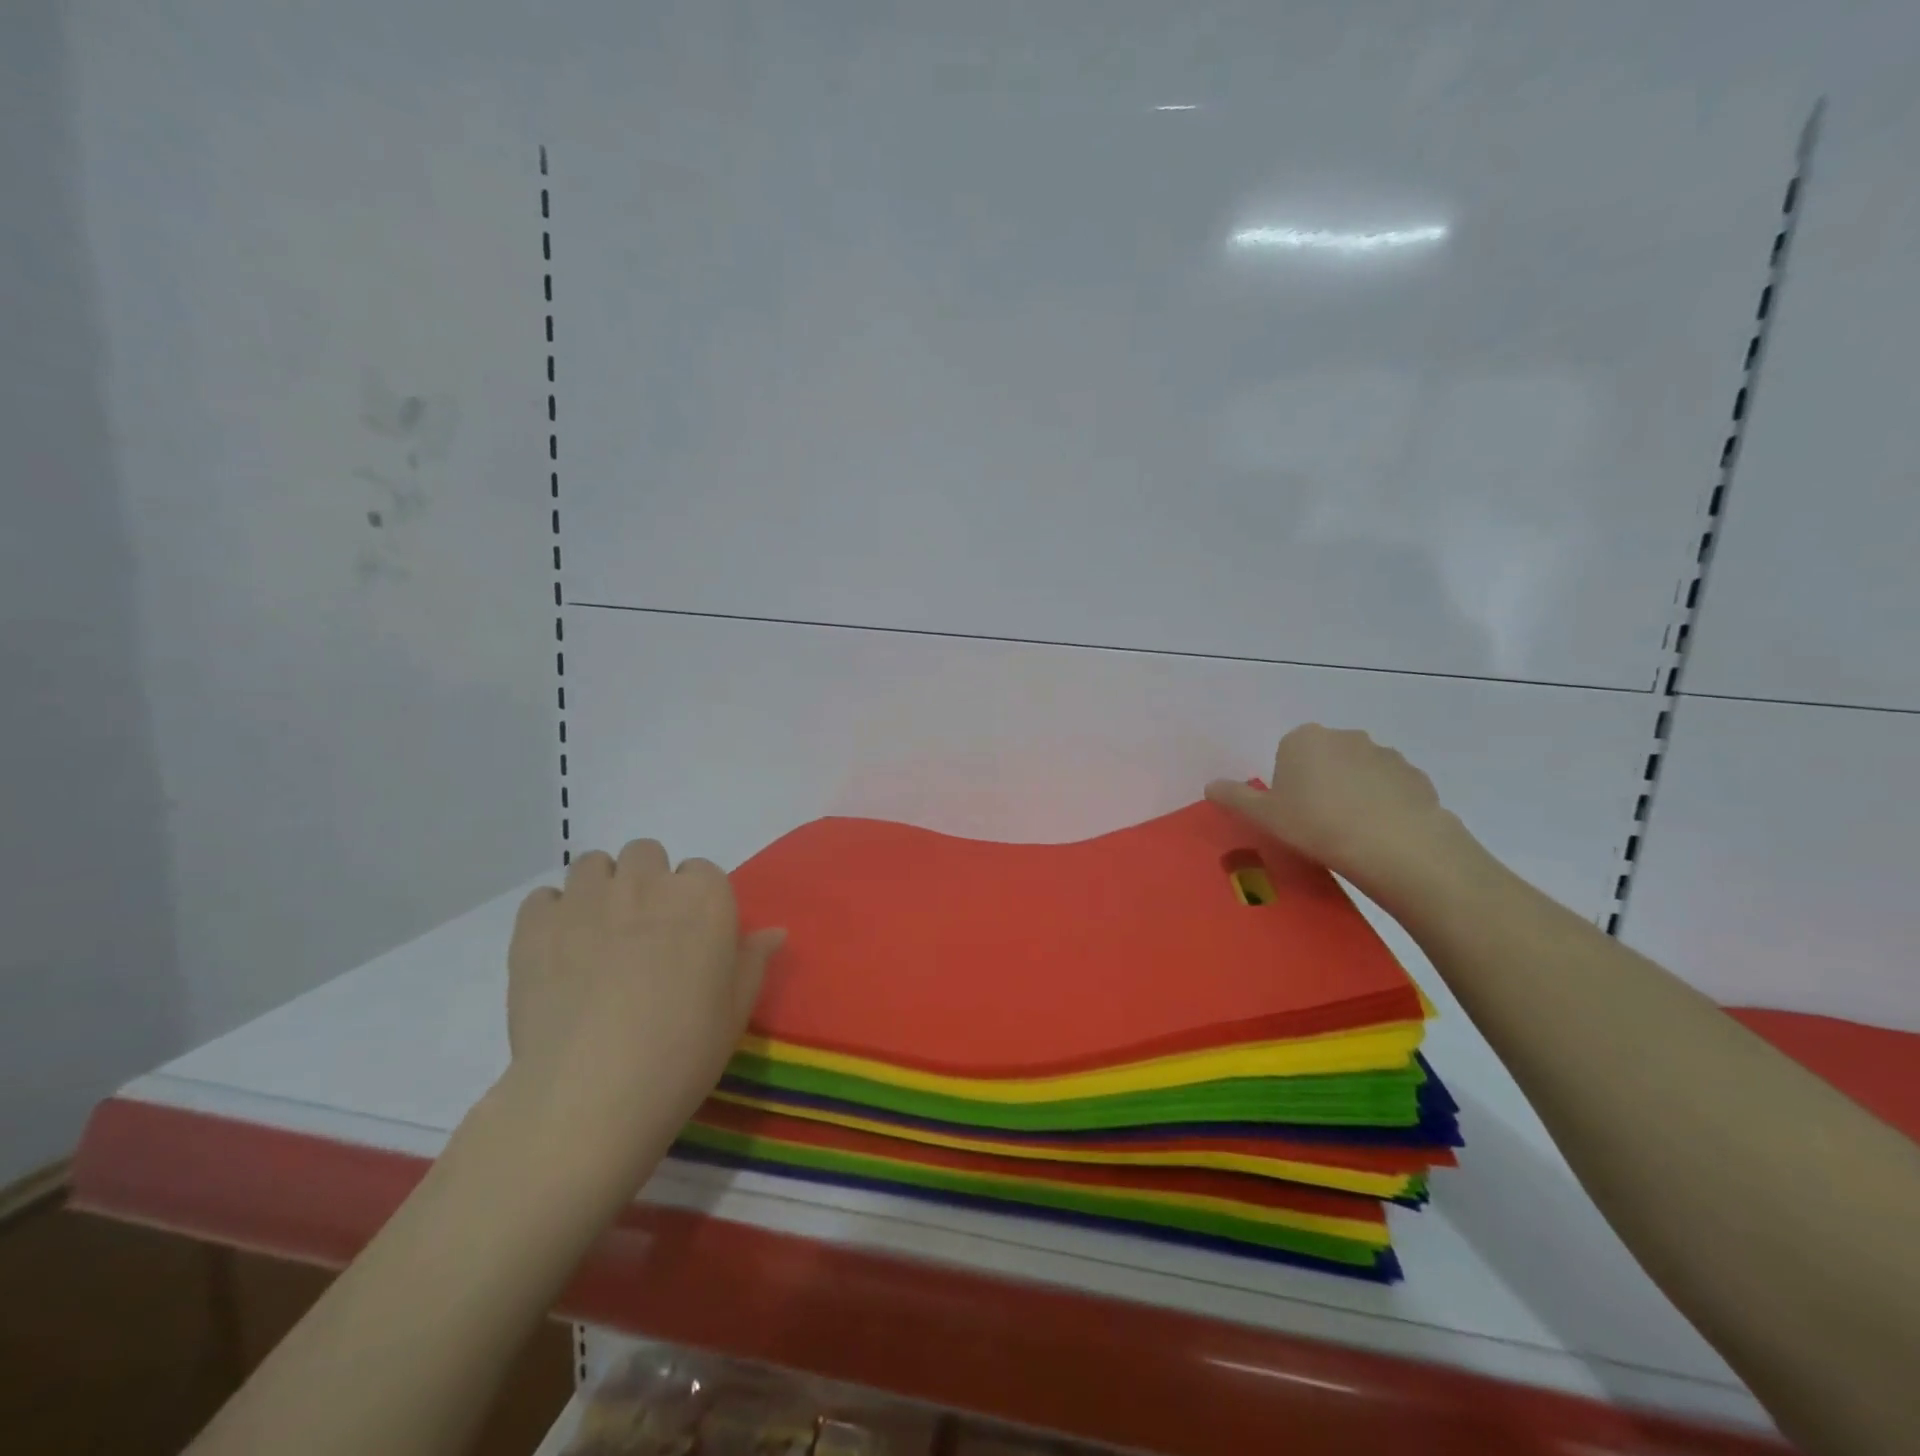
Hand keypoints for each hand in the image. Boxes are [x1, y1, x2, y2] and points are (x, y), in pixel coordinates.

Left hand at [501, 841, 784, 1196]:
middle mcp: (648, 882)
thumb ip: (753, 961)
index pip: (702, 872)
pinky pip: (543, 897)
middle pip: (646, 854)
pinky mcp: (536, 925)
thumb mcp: (735, 1010)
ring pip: (593, 864)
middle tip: (641, 933)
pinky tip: (556, 951)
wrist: (592, 1093)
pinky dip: (551, 915)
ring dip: (600, 889)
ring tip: (596, 935)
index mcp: (705, 898)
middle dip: (645, 882)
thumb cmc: (682, 1052)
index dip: (694, 903)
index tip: (688, 938)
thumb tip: (774, 932)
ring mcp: (588, 899)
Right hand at [1206, 725, 1471, 902]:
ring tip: (1351, 834)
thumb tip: (1210, 786)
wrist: (1395, 845)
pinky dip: (1384, 806)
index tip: (1290, 812)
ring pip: (1359, 774)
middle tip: (1316, 823)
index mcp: (1304, 739)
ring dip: (1353, 794)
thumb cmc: (1316, 824)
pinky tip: (1379, 835)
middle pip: (1324, 759)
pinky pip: (1390, 790)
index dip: (1287, 783)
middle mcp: (1345, 736)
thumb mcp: (1263, 816)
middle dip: (1320, 784)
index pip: (1287, 754)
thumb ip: (1233, 797)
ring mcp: (1385, 754)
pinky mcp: (1416, 777)